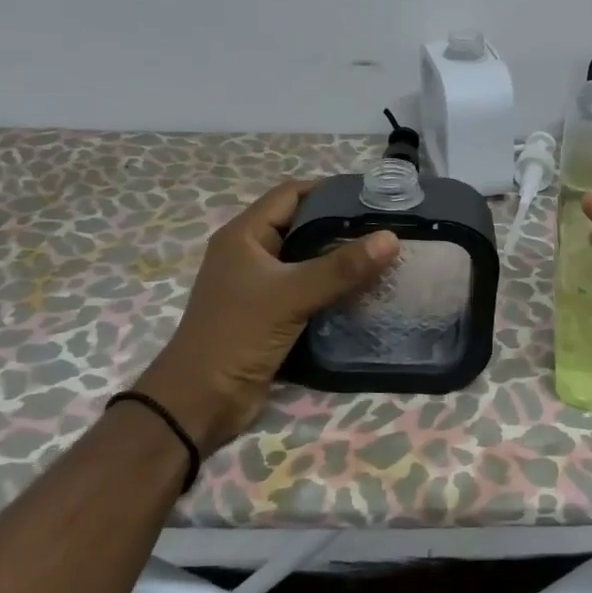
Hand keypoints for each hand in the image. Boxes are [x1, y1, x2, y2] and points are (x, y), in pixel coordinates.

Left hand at [131, 181, 398, 456]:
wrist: (200, 403)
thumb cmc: (236, 336)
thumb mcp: (291, 296)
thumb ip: (340, 268)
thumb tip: (391, 238)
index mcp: (244, 236)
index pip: (291, 194)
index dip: (329, 189)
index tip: (373, 195)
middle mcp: (251, 254)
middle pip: (302, 225)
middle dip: (342, 225)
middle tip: (387, 227)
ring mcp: (260, 286)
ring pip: (307, 260)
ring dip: (341, 260)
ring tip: (385, 256)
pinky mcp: (271, 314)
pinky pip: (308, 290)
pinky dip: (334, 288)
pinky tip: (366, 291)